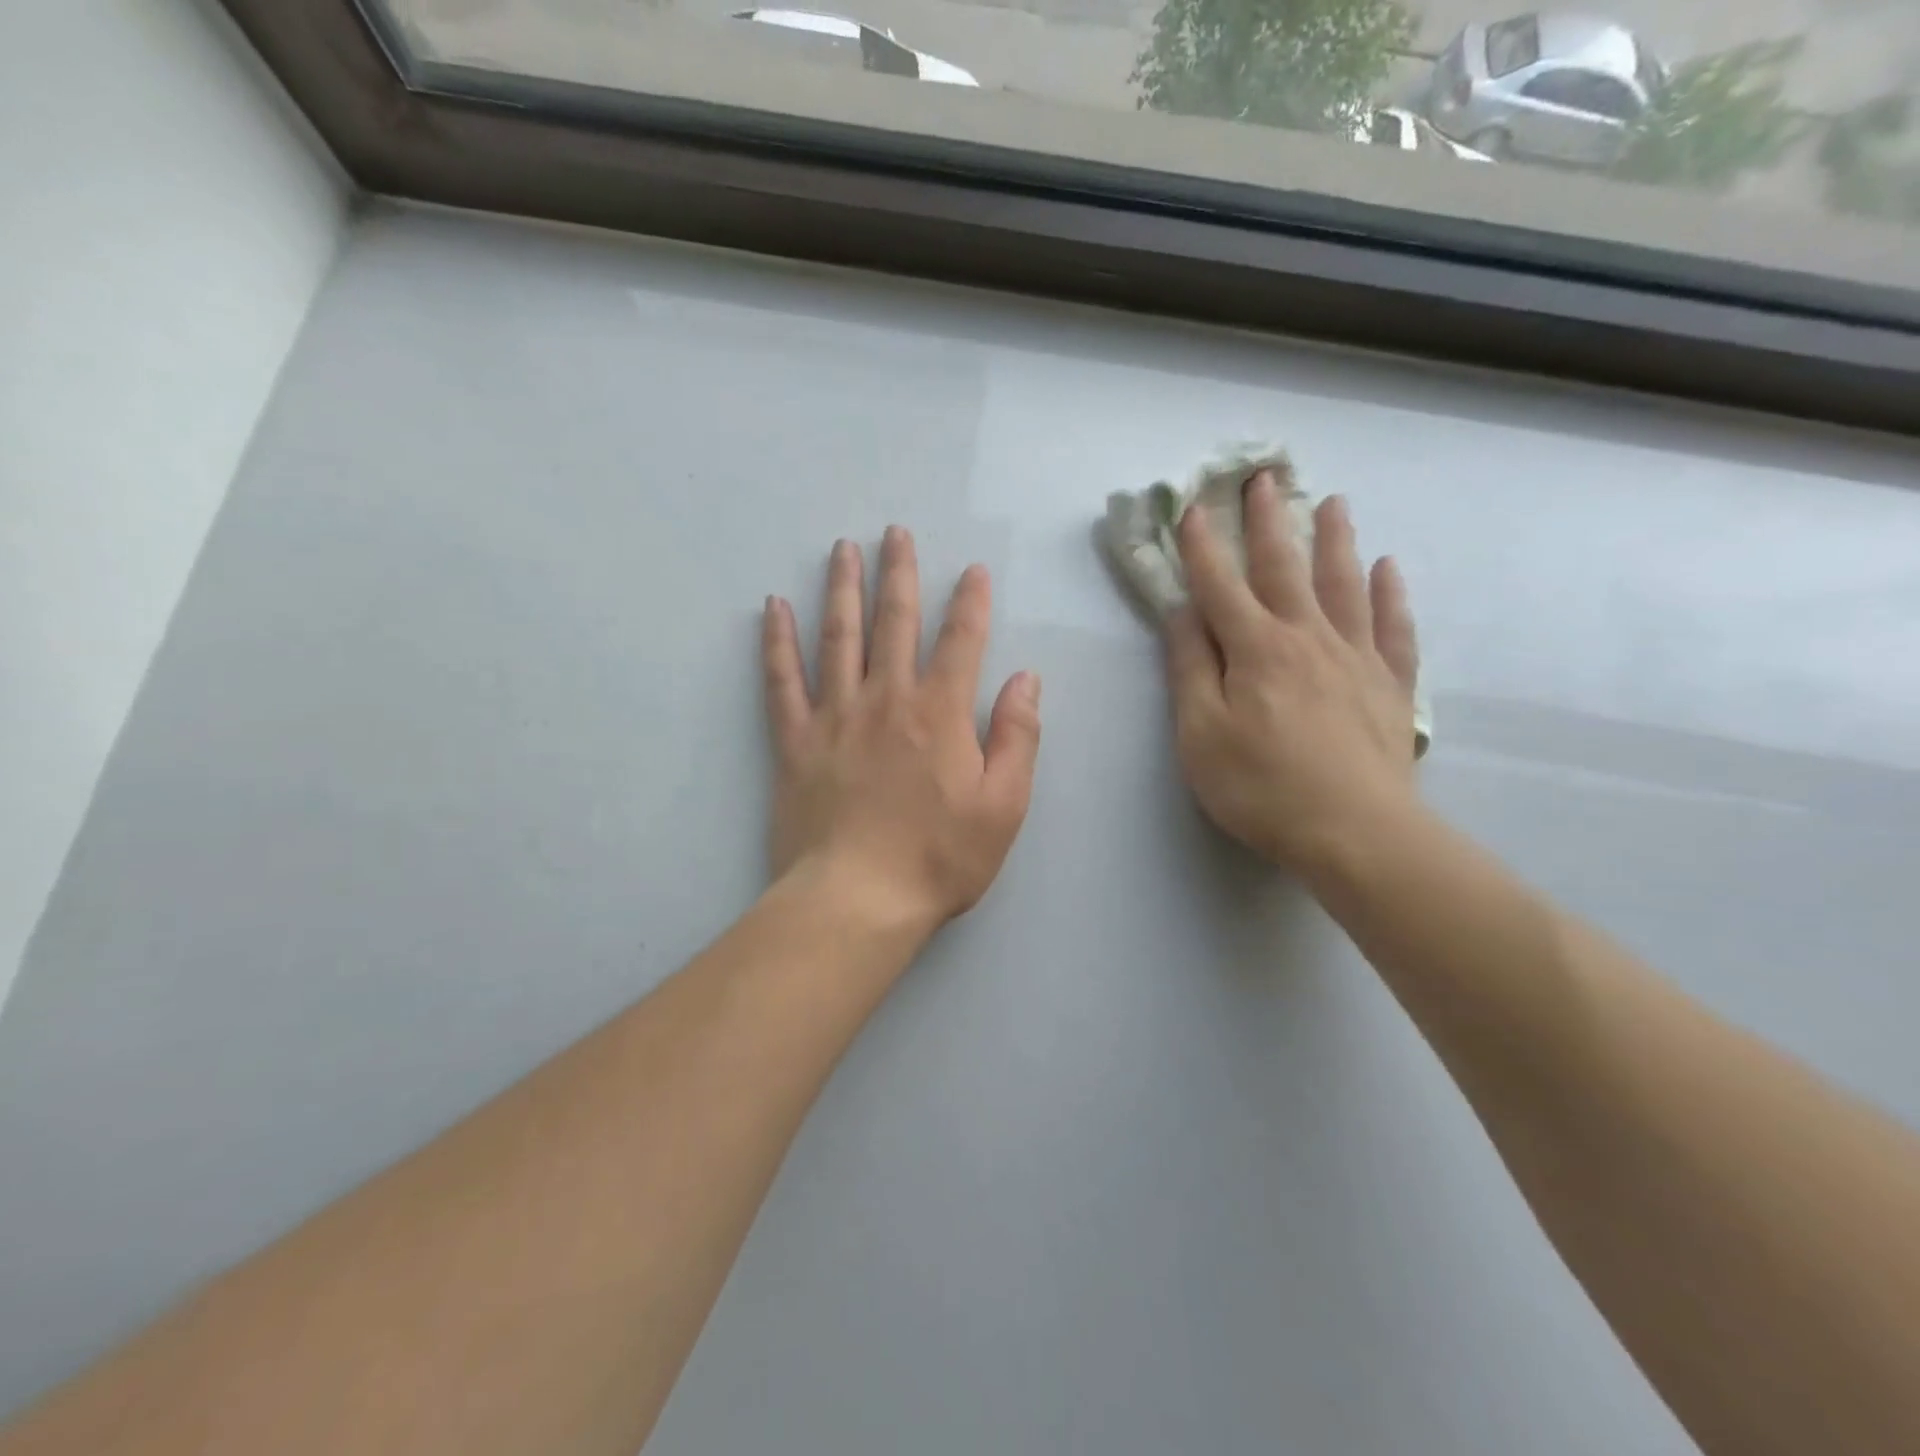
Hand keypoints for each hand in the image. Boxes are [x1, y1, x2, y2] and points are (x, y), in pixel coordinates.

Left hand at [762, 528, 1041, 931]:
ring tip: (842, 548)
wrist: (857, 900)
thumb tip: (1026, 679)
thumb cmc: (939, 858)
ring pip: (837, 637)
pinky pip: (781, 681)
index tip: (973, 570)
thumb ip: (1018, 737)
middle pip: (894, 623)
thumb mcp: (1004, 805)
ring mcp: (834, 717)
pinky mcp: (795, 742)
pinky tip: (772, 608)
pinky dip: (776, 642)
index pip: (960, 641)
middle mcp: (886, 700)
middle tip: (895, 532)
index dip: (970, 602)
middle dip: (899, 573)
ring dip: (841, 589)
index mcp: (939, 714)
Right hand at [1166, 472, 1420, 876]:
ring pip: (1343, 584)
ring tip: (1332, 502)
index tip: (1191, 508)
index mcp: (1255, 649)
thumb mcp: (1201, 733)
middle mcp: (1307, 638)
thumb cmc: (1261, 786)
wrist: (1356, 832)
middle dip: (1267, 522)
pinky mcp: (1390, 685)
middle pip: (1284, 568)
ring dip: (1334, 540)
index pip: (1220, 586)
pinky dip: (1390, 595)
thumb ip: (1190, 669)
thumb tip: (1182, 613)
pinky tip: (1389, 569)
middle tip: (1265, 477)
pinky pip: (1393, 627)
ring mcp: (1356, 657)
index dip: (1202, 547)